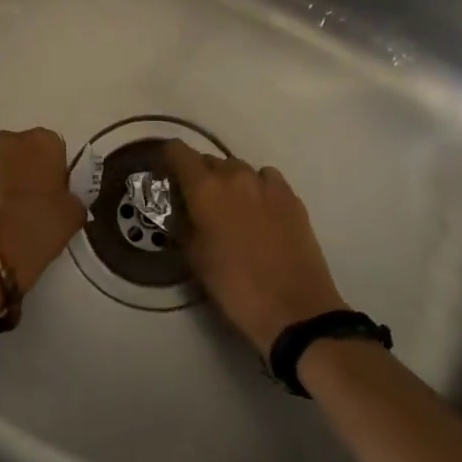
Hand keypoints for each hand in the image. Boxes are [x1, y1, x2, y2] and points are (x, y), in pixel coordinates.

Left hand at [0, 129, 85, 294]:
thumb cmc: (36, 231)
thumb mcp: (72, 215)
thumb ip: (70, 196)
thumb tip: (62, 197)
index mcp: (41, 142)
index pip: (51, 148)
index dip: (51, 171)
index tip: (50, 196)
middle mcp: (4, 140)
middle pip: (16, 151)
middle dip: (19, 171)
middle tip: (23, 205)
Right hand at [163, 140, 347, 354]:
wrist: (294, 309)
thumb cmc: (234, 286)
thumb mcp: (194, 257)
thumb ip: (182, 223)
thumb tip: (179, 208)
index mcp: (205, 189)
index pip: (179, 152)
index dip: (169, 160)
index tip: (167, 177)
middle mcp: (235, 176)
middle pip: (210, 160)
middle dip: (199, 176)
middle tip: (197, 204)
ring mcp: (268, 185)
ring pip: (240, 169)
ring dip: (230, 182)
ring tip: (231, 210)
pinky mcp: (292, 198)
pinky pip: (267, 180)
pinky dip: (257, 189)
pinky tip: (259, 213)